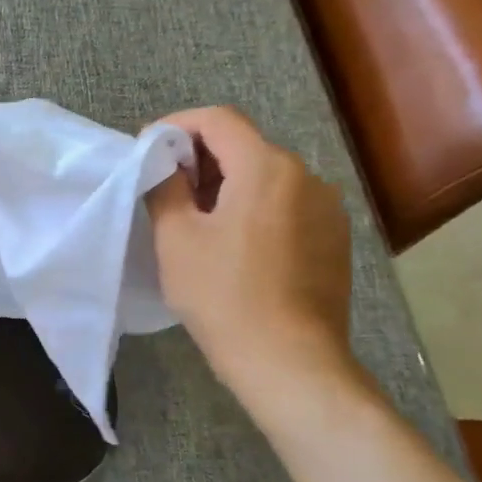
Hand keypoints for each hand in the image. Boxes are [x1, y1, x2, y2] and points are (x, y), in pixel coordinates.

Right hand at [146, 106, 353, 404]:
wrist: (290, 362)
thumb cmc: (224, 296)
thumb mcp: (176, 238)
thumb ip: (164, 186)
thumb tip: (162, 161)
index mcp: (267, 167)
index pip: (218, 119)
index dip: (176, 125)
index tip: (147, 149)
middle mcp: (306, 176)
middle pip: (244, 146)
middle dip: (200, 159)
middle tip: (165, 190)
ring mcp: (327, 208)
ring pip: (266, 177)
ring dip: (227, 186)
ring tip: (197, 222)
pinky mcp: (334, 239)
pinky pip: (286, 205)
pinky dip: (254, 209)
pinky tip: (235, 246)